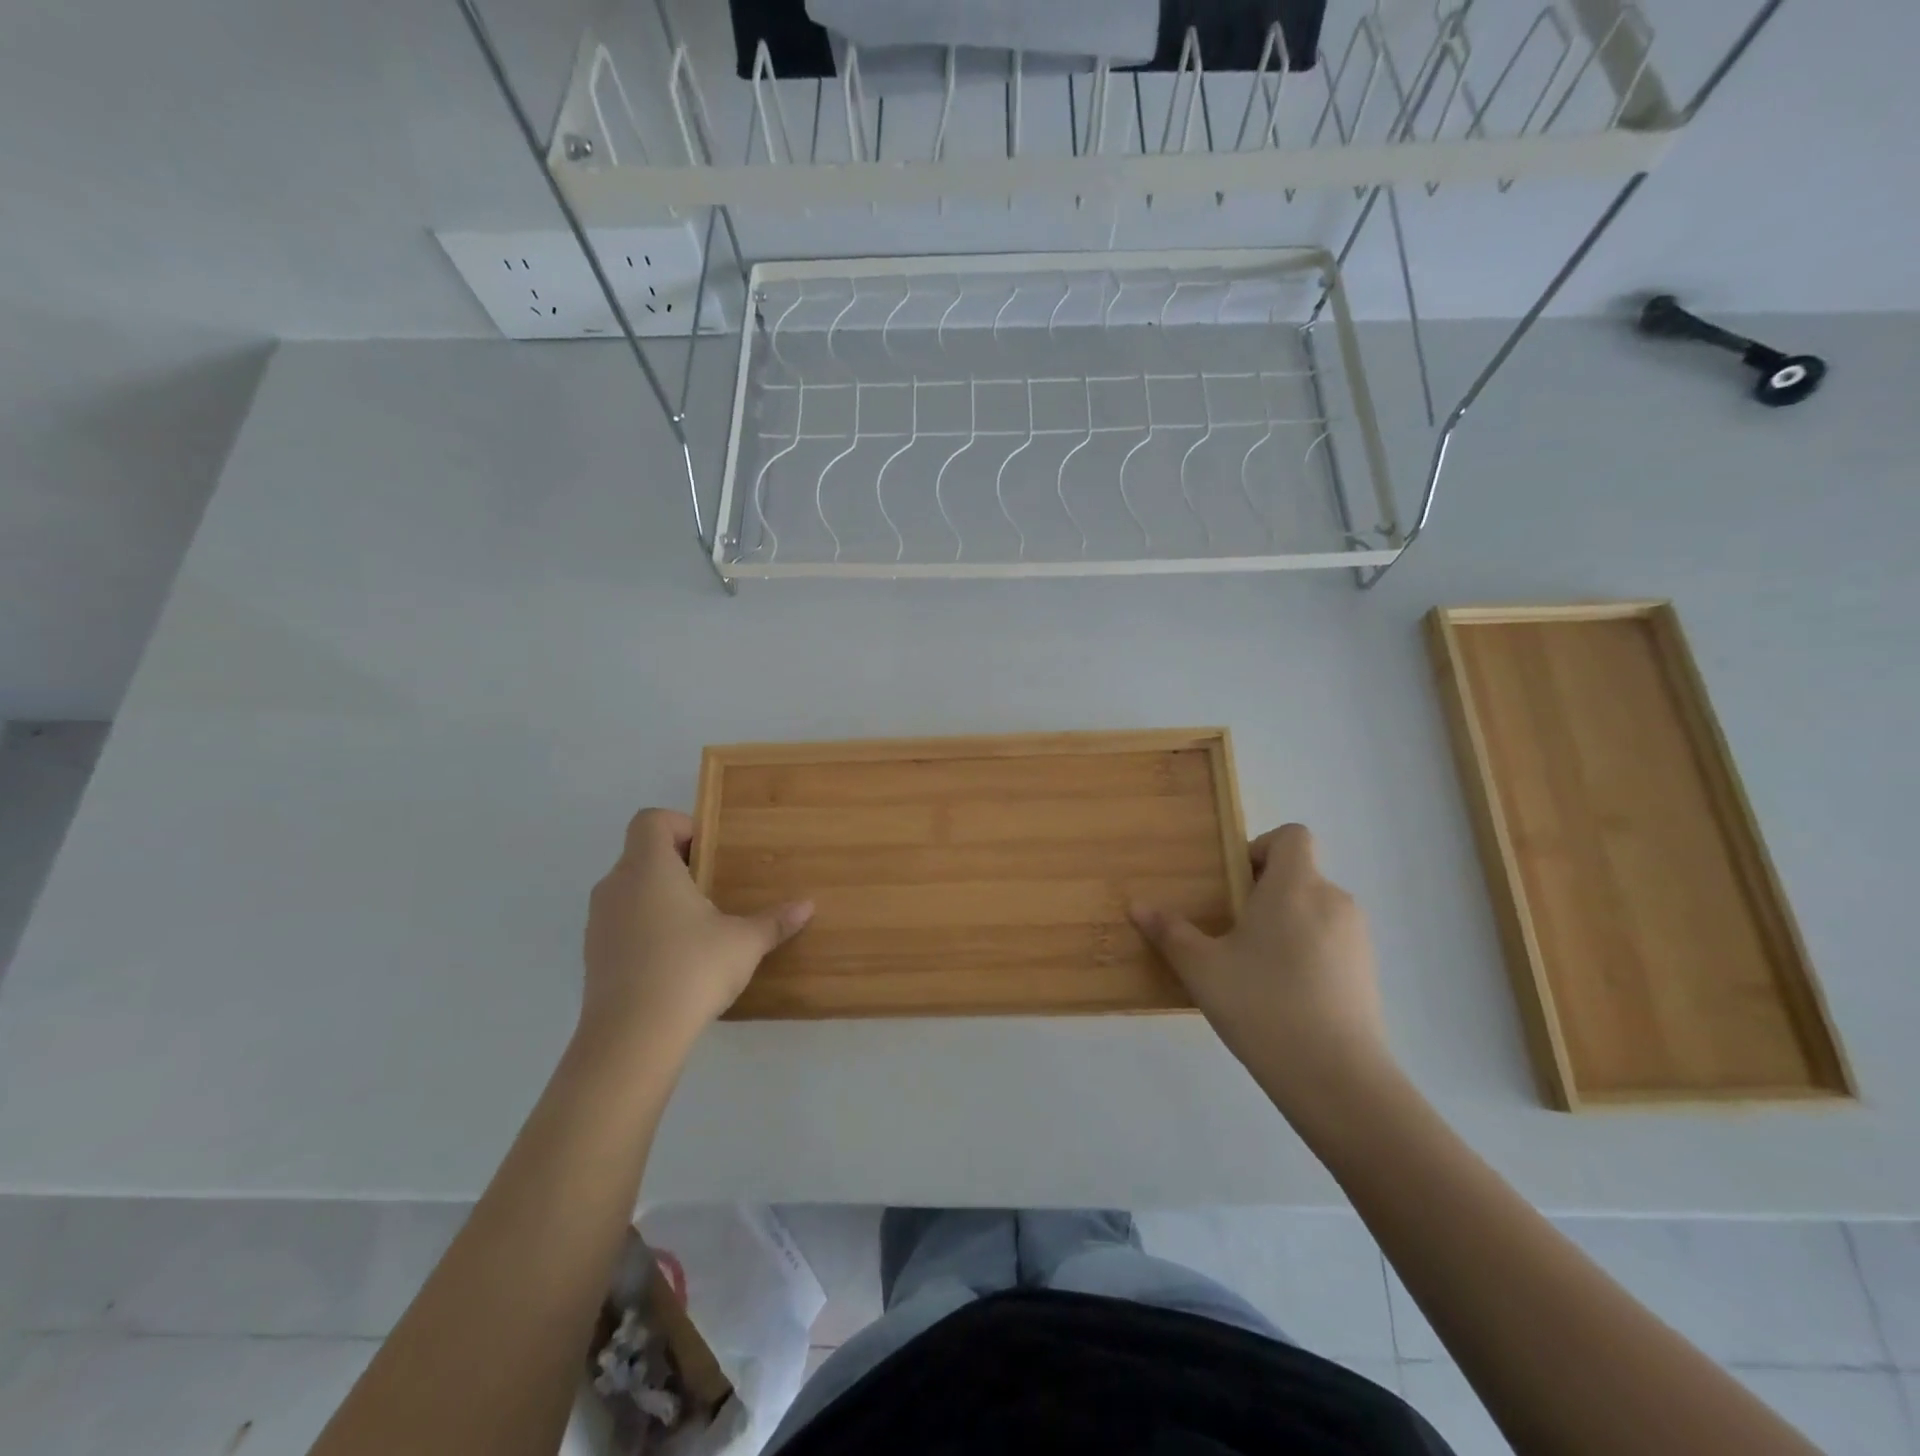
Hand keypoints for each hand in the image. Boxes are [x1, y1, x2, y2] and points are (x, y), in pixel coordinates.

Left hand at [581, 808, 811, 1051]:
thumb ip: (774, 921)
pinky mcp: (593, 956)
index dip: (681, 825)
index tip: (710, 852)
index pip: (651, 820)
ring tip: (697, 926)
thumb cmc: (691, 969)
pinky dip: (645, 928)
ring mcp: (598, 922)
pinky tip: (675, 959)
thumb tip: (807, 906)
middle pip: (641, 854)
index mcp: (649, 868)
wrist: (631, 1037)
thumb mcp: (744, 943)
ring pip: (629, 890)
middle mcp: (616, 885)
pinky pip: (621, 924)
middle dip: (678, 864)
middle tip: (714, 888)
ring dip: (659, 897)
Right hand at [1131, 824, 1390, 1109]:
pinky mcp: (1368, 972)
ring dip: (1285, 923)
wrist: (1337, 1078)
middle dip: (1264, 893)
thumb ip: (1170, 932)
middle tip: (1231, 929)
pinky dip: (1307, 951)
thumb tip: (1137, 906)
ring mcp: (1357, 938)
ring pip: (1314, 910)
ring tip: (1254, 966)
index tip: (1234, 884)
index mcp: (1295, 886)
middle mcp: (1333, 900)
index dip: (1261, 848)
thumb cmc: (1263, 1005)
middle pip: (1299, 874)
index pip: (1292, 836)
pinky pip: (1331, 941)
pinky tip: (1283, 994)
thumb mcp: (1203, 968)